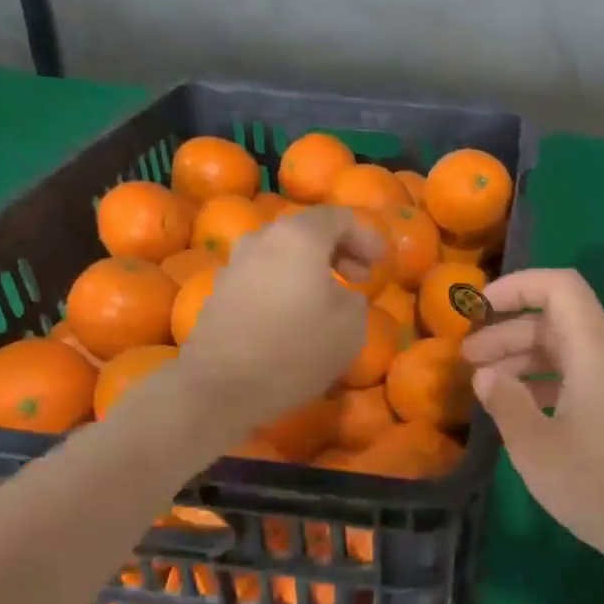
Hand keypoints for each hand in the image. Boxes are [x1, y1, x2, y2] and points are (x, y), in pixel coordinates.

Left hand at [175, 205, 384, 429]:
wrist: (220, 386)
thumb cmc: (295, 349)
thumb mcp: (350, 327)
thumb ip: (355, 299)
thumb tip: (342, 294)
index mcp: (299, 237)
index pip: (338, 217)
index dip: (366, 236)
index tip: (382, 262)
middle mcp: (263, 239)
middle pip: (307, 230)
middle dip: (338, 249)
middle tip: (360, 276)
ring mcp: (236, 264)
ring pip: (281, 253)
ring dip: (309, 267)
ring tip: (328, 296)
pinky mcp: (220, 292)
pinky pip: (263, 276)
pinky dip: (285, 284)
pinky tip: (294, 315)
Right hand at [461, 269, 603, 576]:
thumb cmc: (598, 485)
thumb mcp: (536, 447)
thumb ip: (505, 403)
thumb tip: (486, 376)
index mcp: (593, 351)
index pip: (559, 287)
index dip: (516, 287)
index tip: (478, 310)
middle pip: (557, 319)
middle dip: (508, 330)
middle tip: (467, 358)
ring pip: (565, 349)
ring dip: (523, 358)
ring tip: (484, 384)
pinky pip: (578, 376)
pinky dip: (544, 381)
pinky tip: (520, 409)